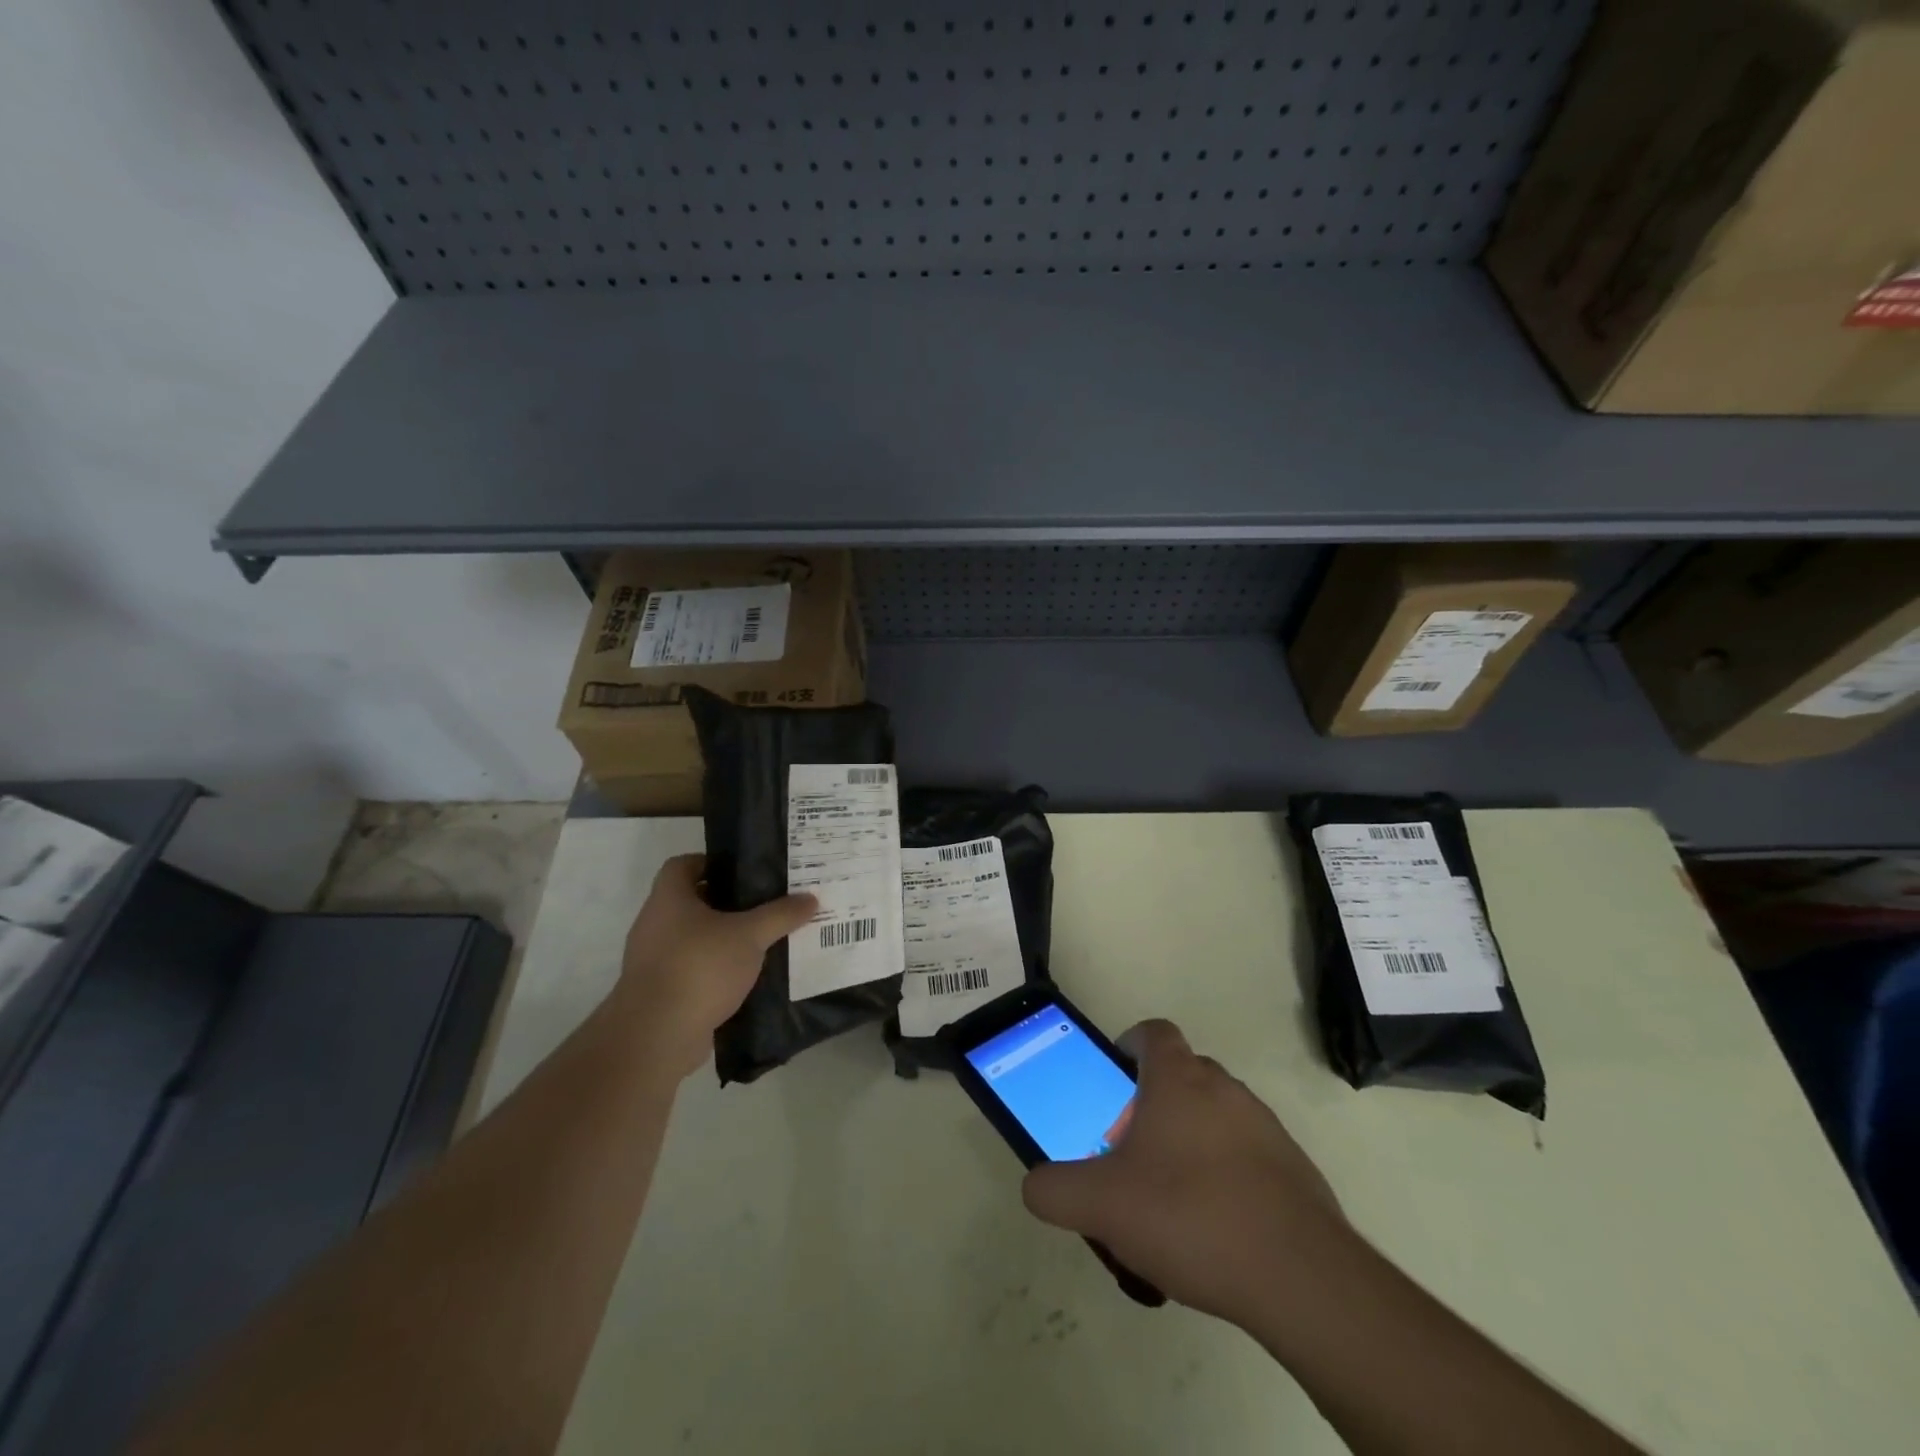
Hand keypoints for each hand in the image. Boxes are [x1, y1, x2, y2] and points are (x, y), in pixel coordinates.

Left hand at [610, 854, 815, 1080]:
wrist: (656, 1035)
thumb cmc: (699, 967)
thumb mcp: (750, 935)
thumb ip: (780, 915)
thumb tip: (810, 898)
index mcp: (668, 898)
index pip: (682, 865)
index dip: (711, 863)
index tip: (743, 872)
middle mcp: (654, 924)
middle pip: (690, 902)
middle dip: (725, 903)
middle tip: (762, 905)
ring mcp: (653, 960)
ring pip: (692, 938)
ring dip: (721, 940)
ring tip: (760, 942)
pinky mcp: (659, 992)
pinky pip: (691, 970)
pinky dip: (714, 971)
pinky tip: (744, 979)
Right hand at [1021, 1019, 1348, 1326]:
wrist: (1299, 1277)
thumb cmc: (1189, 1216)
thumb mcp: (1101, 1205)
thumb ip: (1054, 1190)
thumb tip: (1035, 1185)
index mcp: (1179, 1080)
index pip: (1153, 1032)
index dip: (1129, 1044)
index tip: (1114, 1078)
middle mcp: (1225, 1089)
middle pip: (1183, 1075)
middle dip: (1154, 1103)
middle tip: (1132, 1151)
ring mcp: (1266, 1127)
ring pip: (1217, 1117)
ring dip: (1192, 1141)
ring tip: (1172, 1199)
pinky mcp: (1295, 1170)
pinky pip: (1249, 1156)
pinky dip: (1228, 1176)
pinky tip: (1215, 1230)